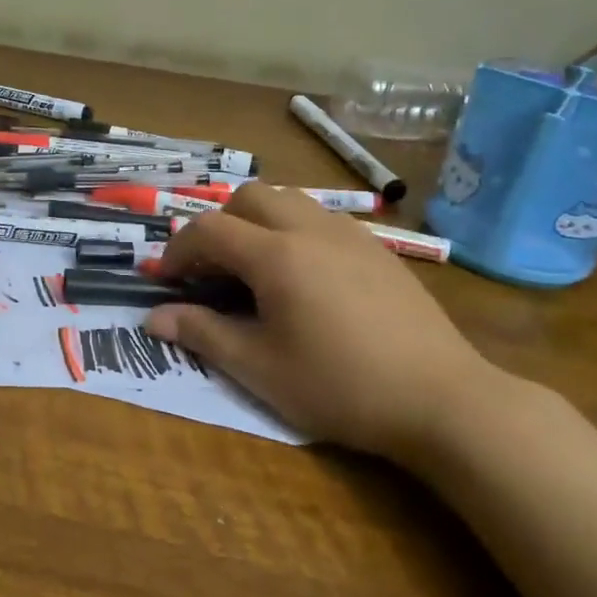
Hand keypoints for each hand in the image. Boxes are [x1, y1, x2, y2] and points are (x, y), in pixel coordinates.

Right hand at [146, 184, 500, 458]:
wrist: (441, 399)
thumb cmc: (339, 386)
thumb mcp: (259, 368)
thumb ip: (202, 334)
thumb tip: (154, 318)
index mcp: (276, 255)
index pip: (208, 229)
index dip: (178, 250)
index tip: (167, 280)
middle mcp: (310, 228)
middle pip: (248, 197)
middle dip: (218, 225)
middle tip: (212, 271)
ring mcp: (350, 234)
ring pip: (289, 200)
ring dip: (257, 223)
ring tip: (255, 270)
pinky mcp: (378, 249)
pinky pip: (321, 219)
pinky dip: (293, 232)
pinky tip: (304, 279)